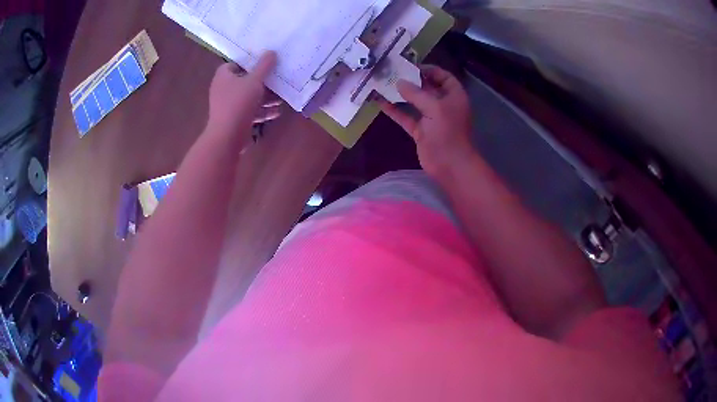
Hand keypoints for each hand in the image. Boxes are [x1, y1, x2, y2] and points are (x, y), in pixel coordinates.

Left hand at [206, 51, 279, 142]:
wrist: (227, 137)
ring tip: (281, 97)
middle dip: (262, 81)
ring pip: (249, 97)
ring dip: (265, 97)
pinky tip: (277, 112)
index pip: (235, 64)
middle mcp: (224, 89)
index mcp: (223, 77)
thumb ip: (264, 66)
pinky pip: (250, 111)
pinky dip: (262, 111)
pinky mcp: (235, 119)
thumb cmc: (238, 103)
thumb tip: (271, 52)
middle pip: (245, 81)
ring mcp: (228, 105)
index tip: (264, 62)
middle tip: (278, 79)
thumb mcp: (254, 80)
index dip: (249, 62)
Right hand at [379, 66, 473, 176]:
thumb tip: (399, 82)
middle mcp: (443, 104)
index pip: (443, 76)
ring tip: (383, 83)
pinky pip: (406, 117)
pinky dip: (395, 111)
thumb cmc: (448, 132)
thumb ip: (416, 93)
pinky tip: (380, 102)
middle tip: (392, 71)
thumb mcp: (434, 107)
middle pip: (427, 87)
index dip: (429, 69)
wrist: (450, 164)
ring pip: (415, 102)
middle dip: (411, 80)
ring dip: (401, 94)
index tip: (411, 66)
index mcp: (454, 96)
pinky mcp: (420, 130)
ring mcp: (431, 118)